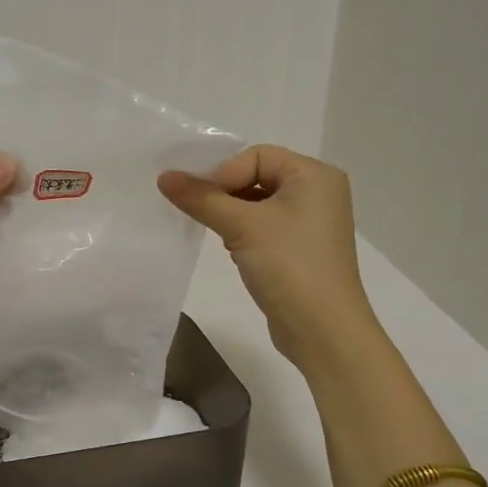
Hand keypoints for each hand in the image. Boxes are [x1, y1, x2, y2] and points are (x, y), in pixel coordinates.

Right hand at [158, 144, 375, 370]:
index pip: (257, 156)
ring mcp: (311, 222)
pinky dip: (244, 231)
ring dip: (231, 212)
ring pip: (258, 202)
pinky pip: (265, 226)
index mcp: (314, 175)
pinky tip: (232, 249)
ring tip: (215, 230)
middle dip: (225, 191)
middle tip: (197, 210)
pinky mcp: (301, 248)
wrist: (323, 331)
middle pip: (257, 175)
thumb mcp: (241, 226)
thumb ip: (201, 198)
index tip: (199, 198)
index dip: (224, 172)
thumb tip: (164, 177)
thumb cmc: (289, 266)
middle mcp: (318, 192)